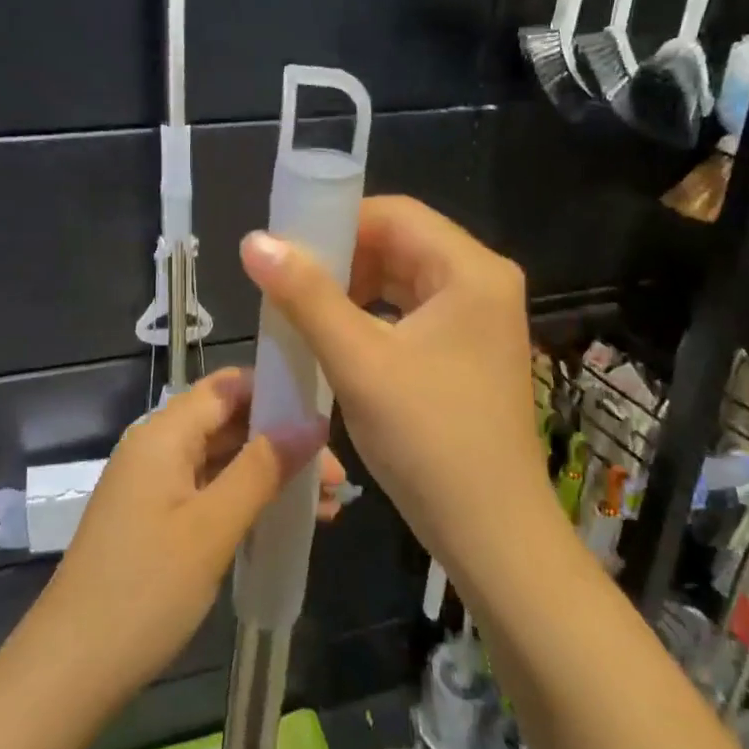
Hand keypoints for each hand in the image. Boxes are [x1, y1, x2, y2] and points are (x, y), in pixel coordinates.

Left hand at [33, 367, 337, 703]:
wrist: (72, 668)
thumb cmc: (146, 588)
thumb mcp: (213, 525)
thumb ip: (263, 468)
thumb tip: (313, 422)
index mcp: (163, 434)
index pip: (227, 386)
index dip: (275, 390)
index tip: (323, 413)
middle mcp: (157, 448)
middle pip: (229, 422)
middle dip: (283, 441)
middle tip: (335, 476)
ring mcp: (155, 486)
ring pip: (224, 460)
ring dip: (272, 475)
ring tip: (329, 504)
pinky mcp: (157, 520)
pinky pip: (211, 492)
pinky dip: (249, 500)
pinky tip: (289, 523)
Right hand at [239, 196, 549, 584]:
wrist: (492, 535)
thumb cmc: (429, 441)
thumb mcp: (359, 362)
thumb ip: (305, 295)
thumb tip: (255, 240)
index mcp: (471, 270)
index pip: (394, 214)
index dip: (335, 223)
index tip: (285, 250)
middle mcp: (483, 282)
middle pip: (400, 243)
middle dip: (341, 259)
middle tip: (287, 284)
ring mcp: (480, 319)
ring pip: (403, 279)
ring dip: (352, 289)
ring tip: (303, 311)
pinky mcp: (469, 350)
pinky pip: (412, 312)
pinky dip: (372, 317)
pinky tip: (337, 340)